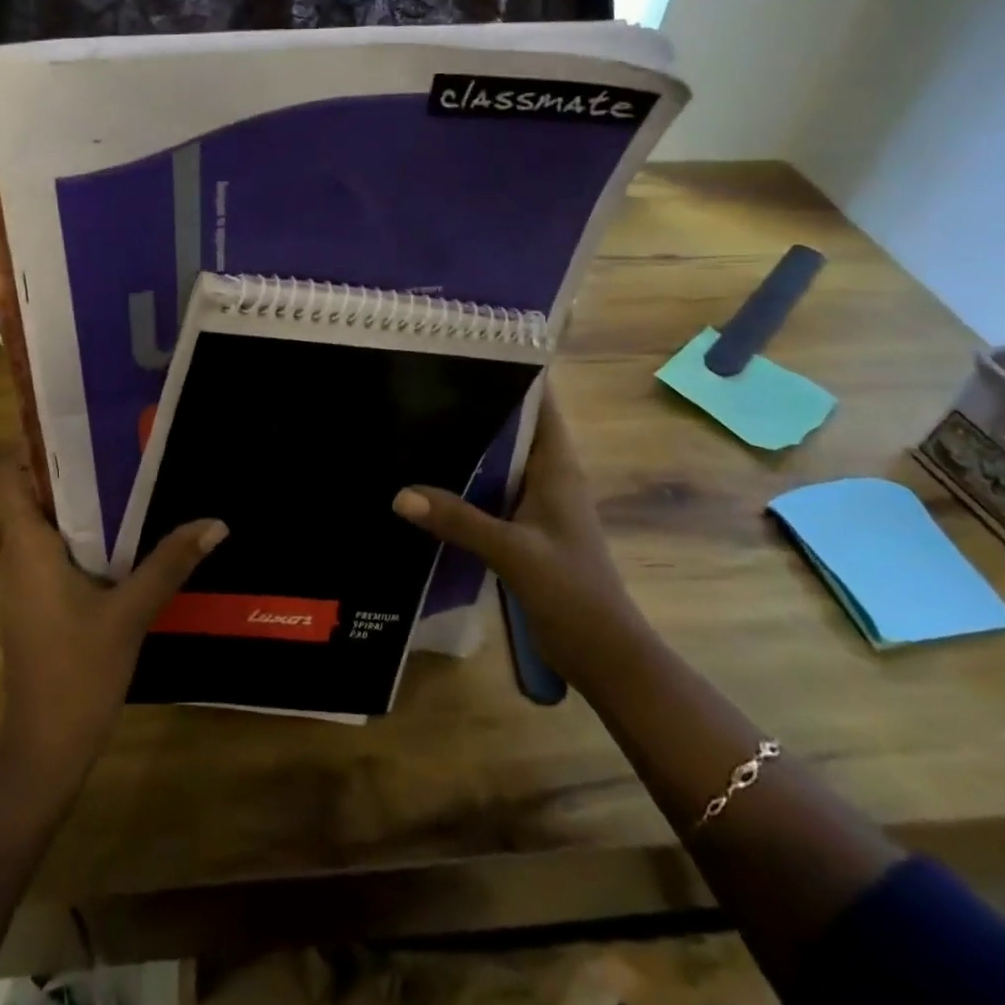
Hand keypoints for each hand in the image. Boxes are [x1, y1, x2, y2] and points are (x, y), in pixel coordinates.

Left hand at [0, 468, 225, 787]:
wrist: (46, 747)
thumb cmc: (79, 671)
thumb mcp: (131, 612)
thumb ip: (170, 563)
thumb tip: (216, 523)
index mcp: (28, 548)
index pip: (11, 479)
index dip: (35, 448)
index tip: (78, 426)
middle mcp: (17, 558)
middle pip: (32, 496)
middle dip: (71, 469)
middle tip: (119, 444)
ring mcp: (23, 585)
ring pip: (44, 526)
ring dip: (78, 504)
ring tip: (126, 479)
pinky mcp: (36, 605)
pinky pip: (52, 552)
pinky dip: (80, 536)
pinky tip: (120, 538)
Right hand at [393, 387, 649, 689]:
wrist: (603, 654)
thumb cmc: (572, 591)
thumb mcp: (513, 552)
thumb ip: (459, 520)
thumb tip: (400, 494)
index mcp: (557, 467)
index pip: (539, 404)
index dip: (511, 373)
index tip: (466, 351)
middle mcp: (548, 476)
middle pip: (512, 427)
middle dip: (476, 405)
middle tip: (424, 384)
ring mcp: (536, 503)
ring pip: (499, 460)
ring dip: (468, 445)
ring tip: (418, 420)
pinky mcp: (524, 528)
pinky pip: (490, 492)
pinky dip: (465, 482)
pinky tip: (429, 480)